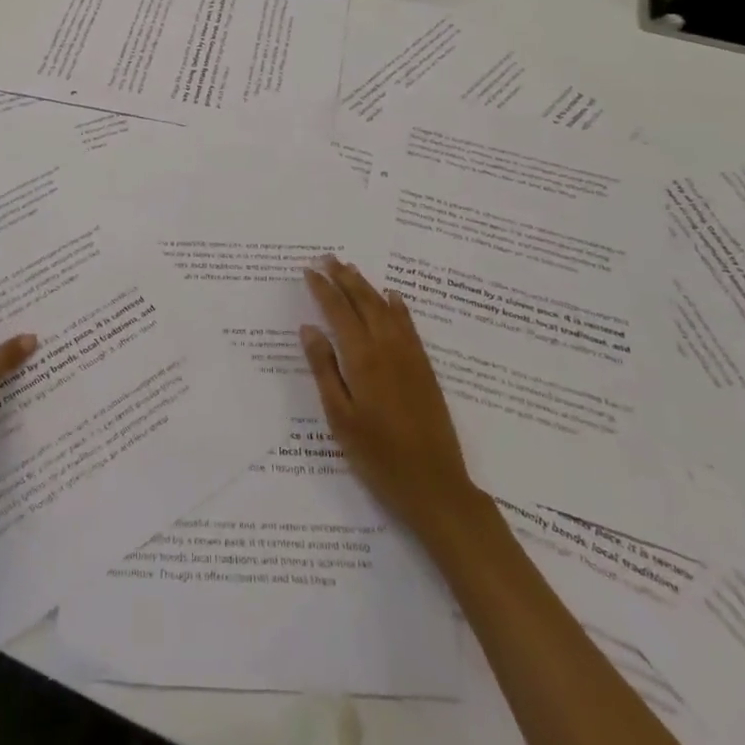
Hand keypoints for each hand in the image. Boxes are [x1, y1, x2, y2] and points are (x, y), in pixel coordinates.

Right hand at [300, 257, 481, 550]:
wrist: (435, 486)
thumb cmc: (378, 457)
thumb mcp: (340, 418)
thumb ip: (324, 369)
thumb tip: (309, 328)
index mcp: (362, 359)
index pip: (339, 312)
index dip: (323, 289)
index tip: (308, 270)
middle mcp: (387, 349)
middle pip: (364, 302)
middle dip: (344, 277)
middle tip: (327, 257)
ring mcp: (410, 357)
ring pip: (386, 309)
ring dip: (367, 286)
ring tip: (351, 268)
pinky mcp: (425, 369)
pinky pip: (409, 326)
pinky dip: (398, 307)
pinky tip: (392, 297)